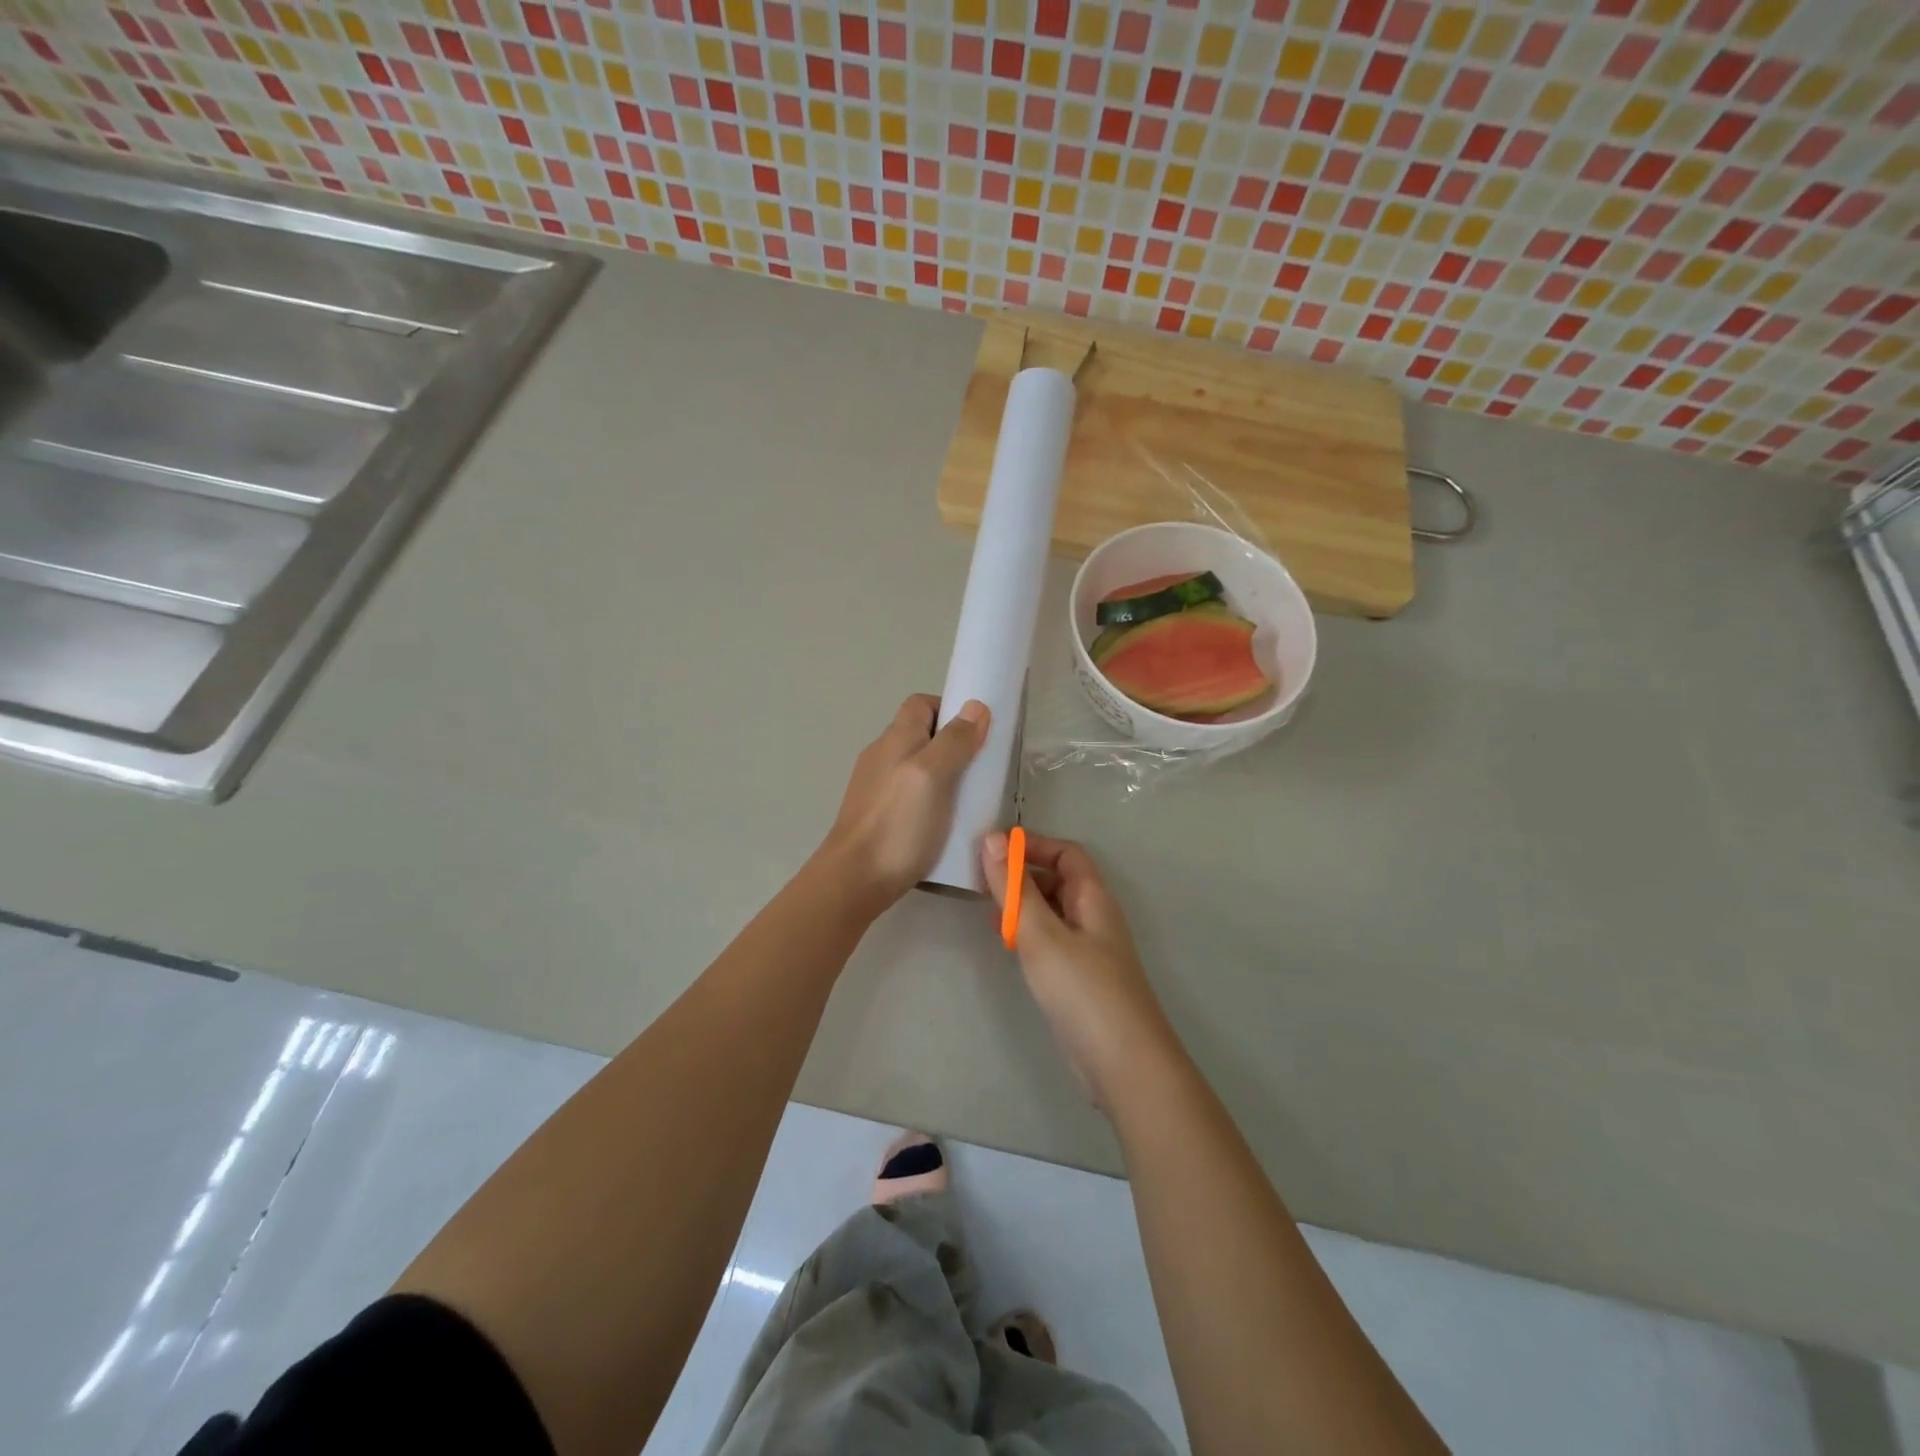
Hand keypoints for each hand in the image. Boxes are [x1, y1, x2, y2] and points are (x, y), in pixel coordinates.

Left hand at [820, 694, 988, 912]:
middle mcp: (882, 756)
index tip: (977, 733)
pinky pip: (910, 795)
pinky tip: (944, 824)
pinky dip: (930, 801)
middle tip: (979, 770)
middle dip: (952, 745)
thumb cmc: (897, 823)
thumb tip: (975, 706)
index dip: (950, 710)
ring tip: (967, 800)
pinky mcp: (877, 815)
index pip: (921, 704)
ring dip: (943, 776)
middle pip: (920, 735)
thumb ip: (954, 741)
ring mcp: (876, 787)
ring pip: (916, 767)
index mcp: (895, 738)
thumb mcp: (933, 776)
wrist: (854, 879)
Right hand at [982, 831, 1182, 1107]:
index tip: (993, 849)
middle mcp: (1094, 917)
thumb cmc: (1083, 990)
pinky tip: (1006, 944)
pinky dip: (1027, 933)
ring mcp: (1089, 950)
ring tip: (987, 910)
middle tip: (980, 881)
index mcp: (1093, 898)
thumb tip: (992, 838)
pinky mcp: (1080, 978)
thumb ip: (1014, 888)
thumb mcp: (1042, 934)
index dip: (1032, 845)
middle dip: (1021, 875)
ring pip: (1052, 912)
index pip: (1066, 853)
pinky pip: (1051, 940)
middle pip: (1059, 880)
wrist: (1123, 1064)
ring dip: (1022, 905)